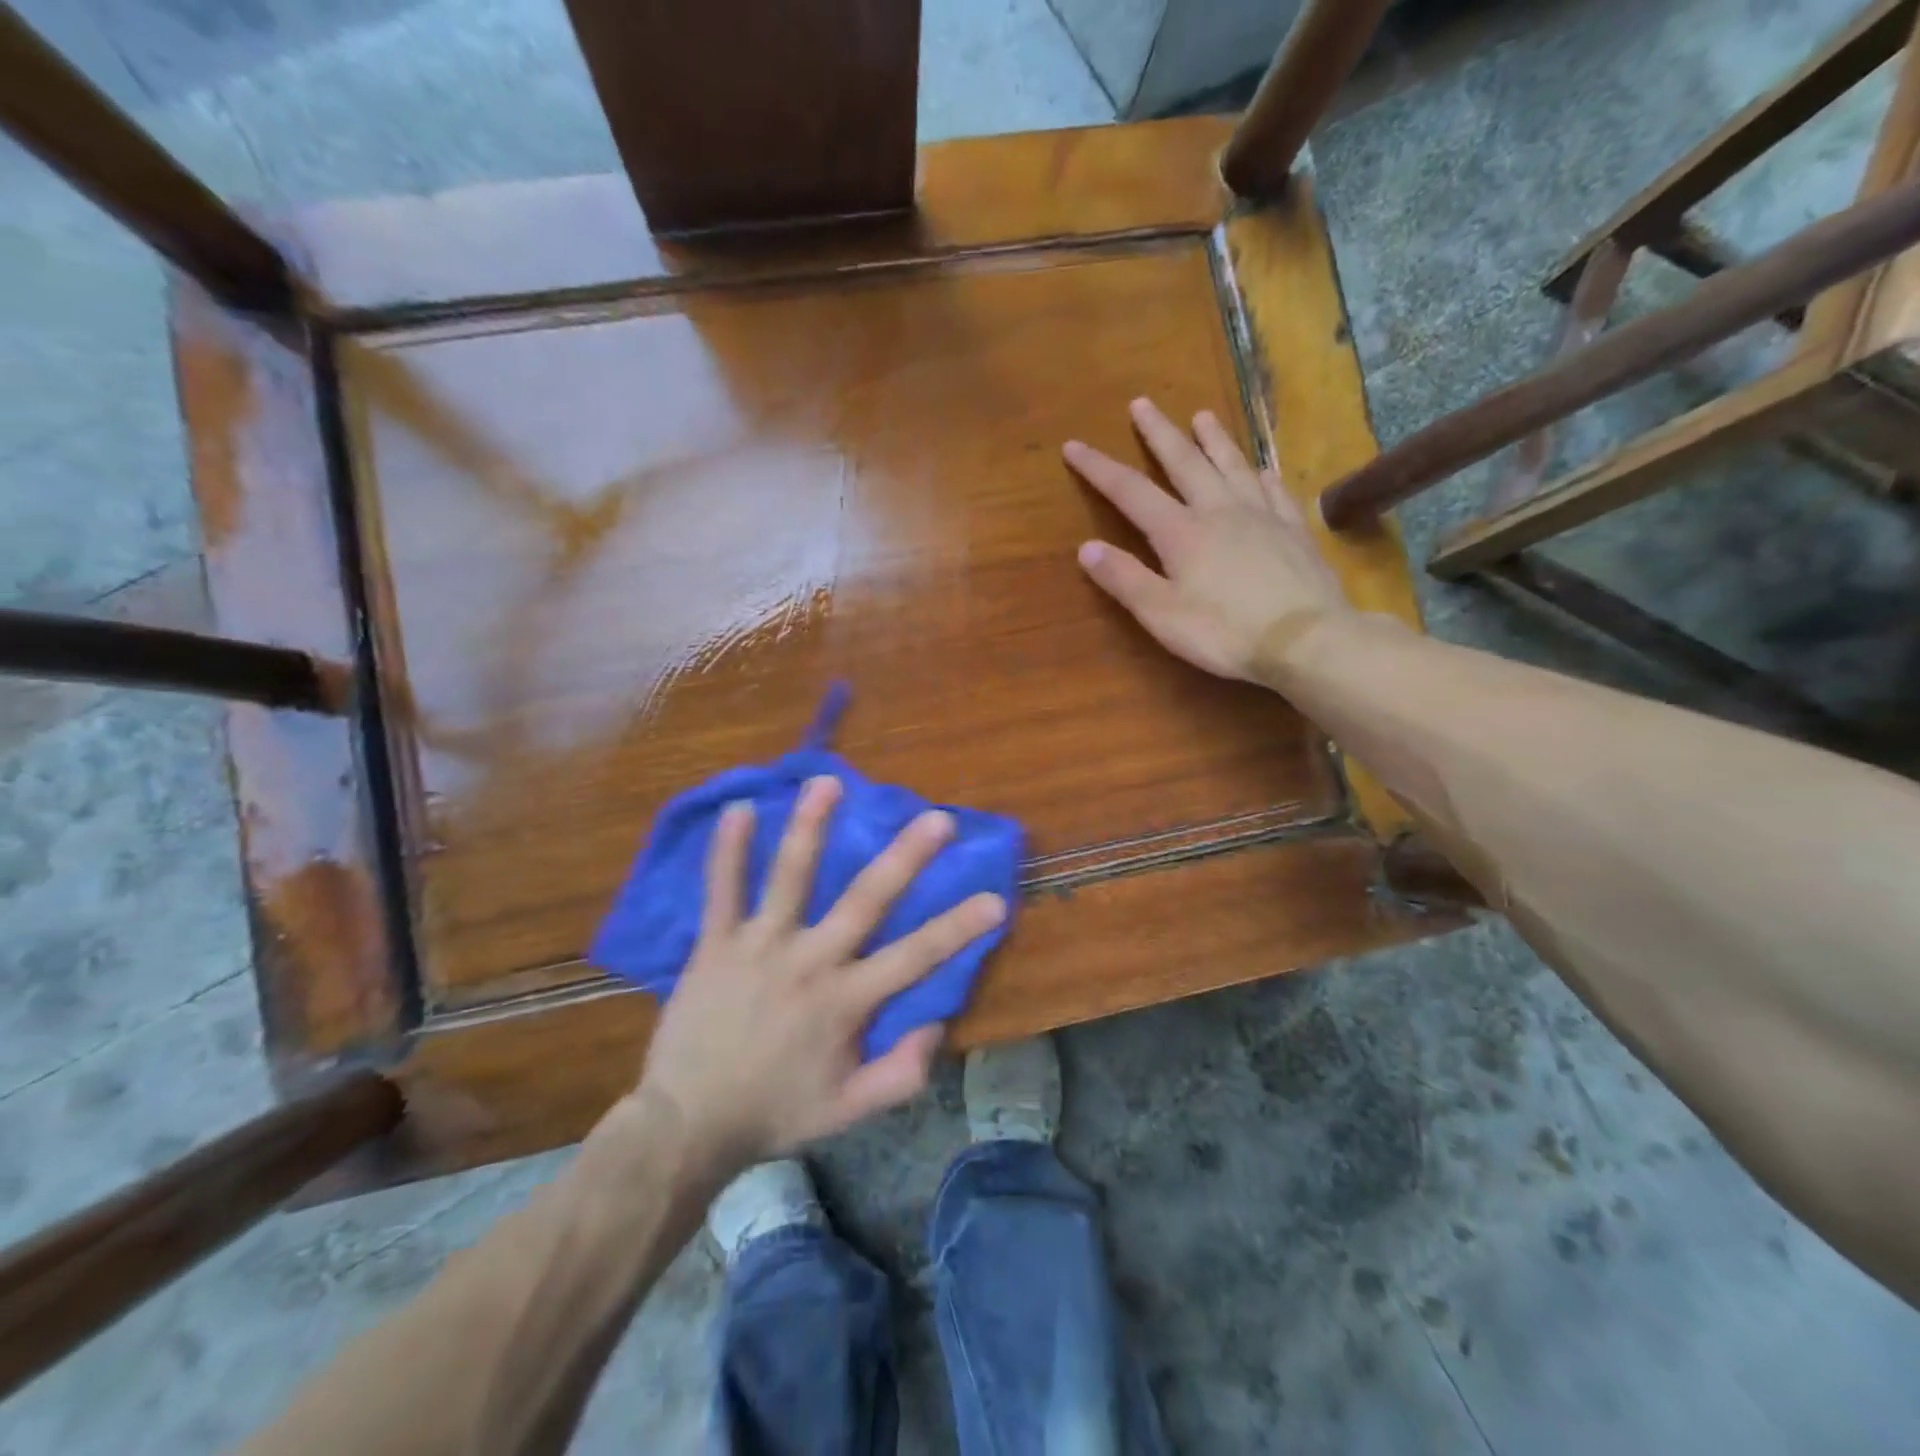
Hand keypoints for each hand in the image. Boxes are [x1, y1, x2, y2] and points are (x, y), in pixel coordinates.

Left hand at [636, 777, 1007, 1169]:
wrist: (686, 1125)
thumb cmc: (774, 1112)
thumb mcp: (847, 1111)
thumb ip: (900, 1074)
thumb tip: (938, 1025)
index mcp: (845, 1002)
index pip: (915, 957)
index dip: (959, 928)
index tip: (996, 898)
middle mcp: (809, 962)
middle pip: (865, 900)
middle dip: (905, 857)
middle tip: (936, 818)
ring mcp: (759, 947)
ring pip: (790, 877)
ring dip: (811, 827)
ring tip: (828, 782)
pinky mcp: (716, 944)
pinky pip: (721, 891)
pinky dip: (728, 851)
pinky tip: (738, 810)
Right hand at [1065, 397, 1350, 682]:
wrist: (1306, 638)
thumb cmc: (1225, 632)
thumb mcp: (1161, 614)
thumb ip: (1124, 579)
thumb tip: (1086, 547)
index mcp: (1181, 532)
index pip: (1130, 491)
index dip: (1099, 468)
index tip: (1074, 445)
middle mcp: (1219, 510)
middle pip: (1185, 462)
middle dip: (1159, 433)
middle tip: (1142, 403)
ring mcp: (1262, 515)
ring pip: (1232, 465)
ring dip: (1214, 439)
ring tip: (1202, 416)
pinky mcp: (1294, 529)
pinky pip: (1274, 490)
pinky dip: (1261, 474)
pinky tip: (1260, 468)